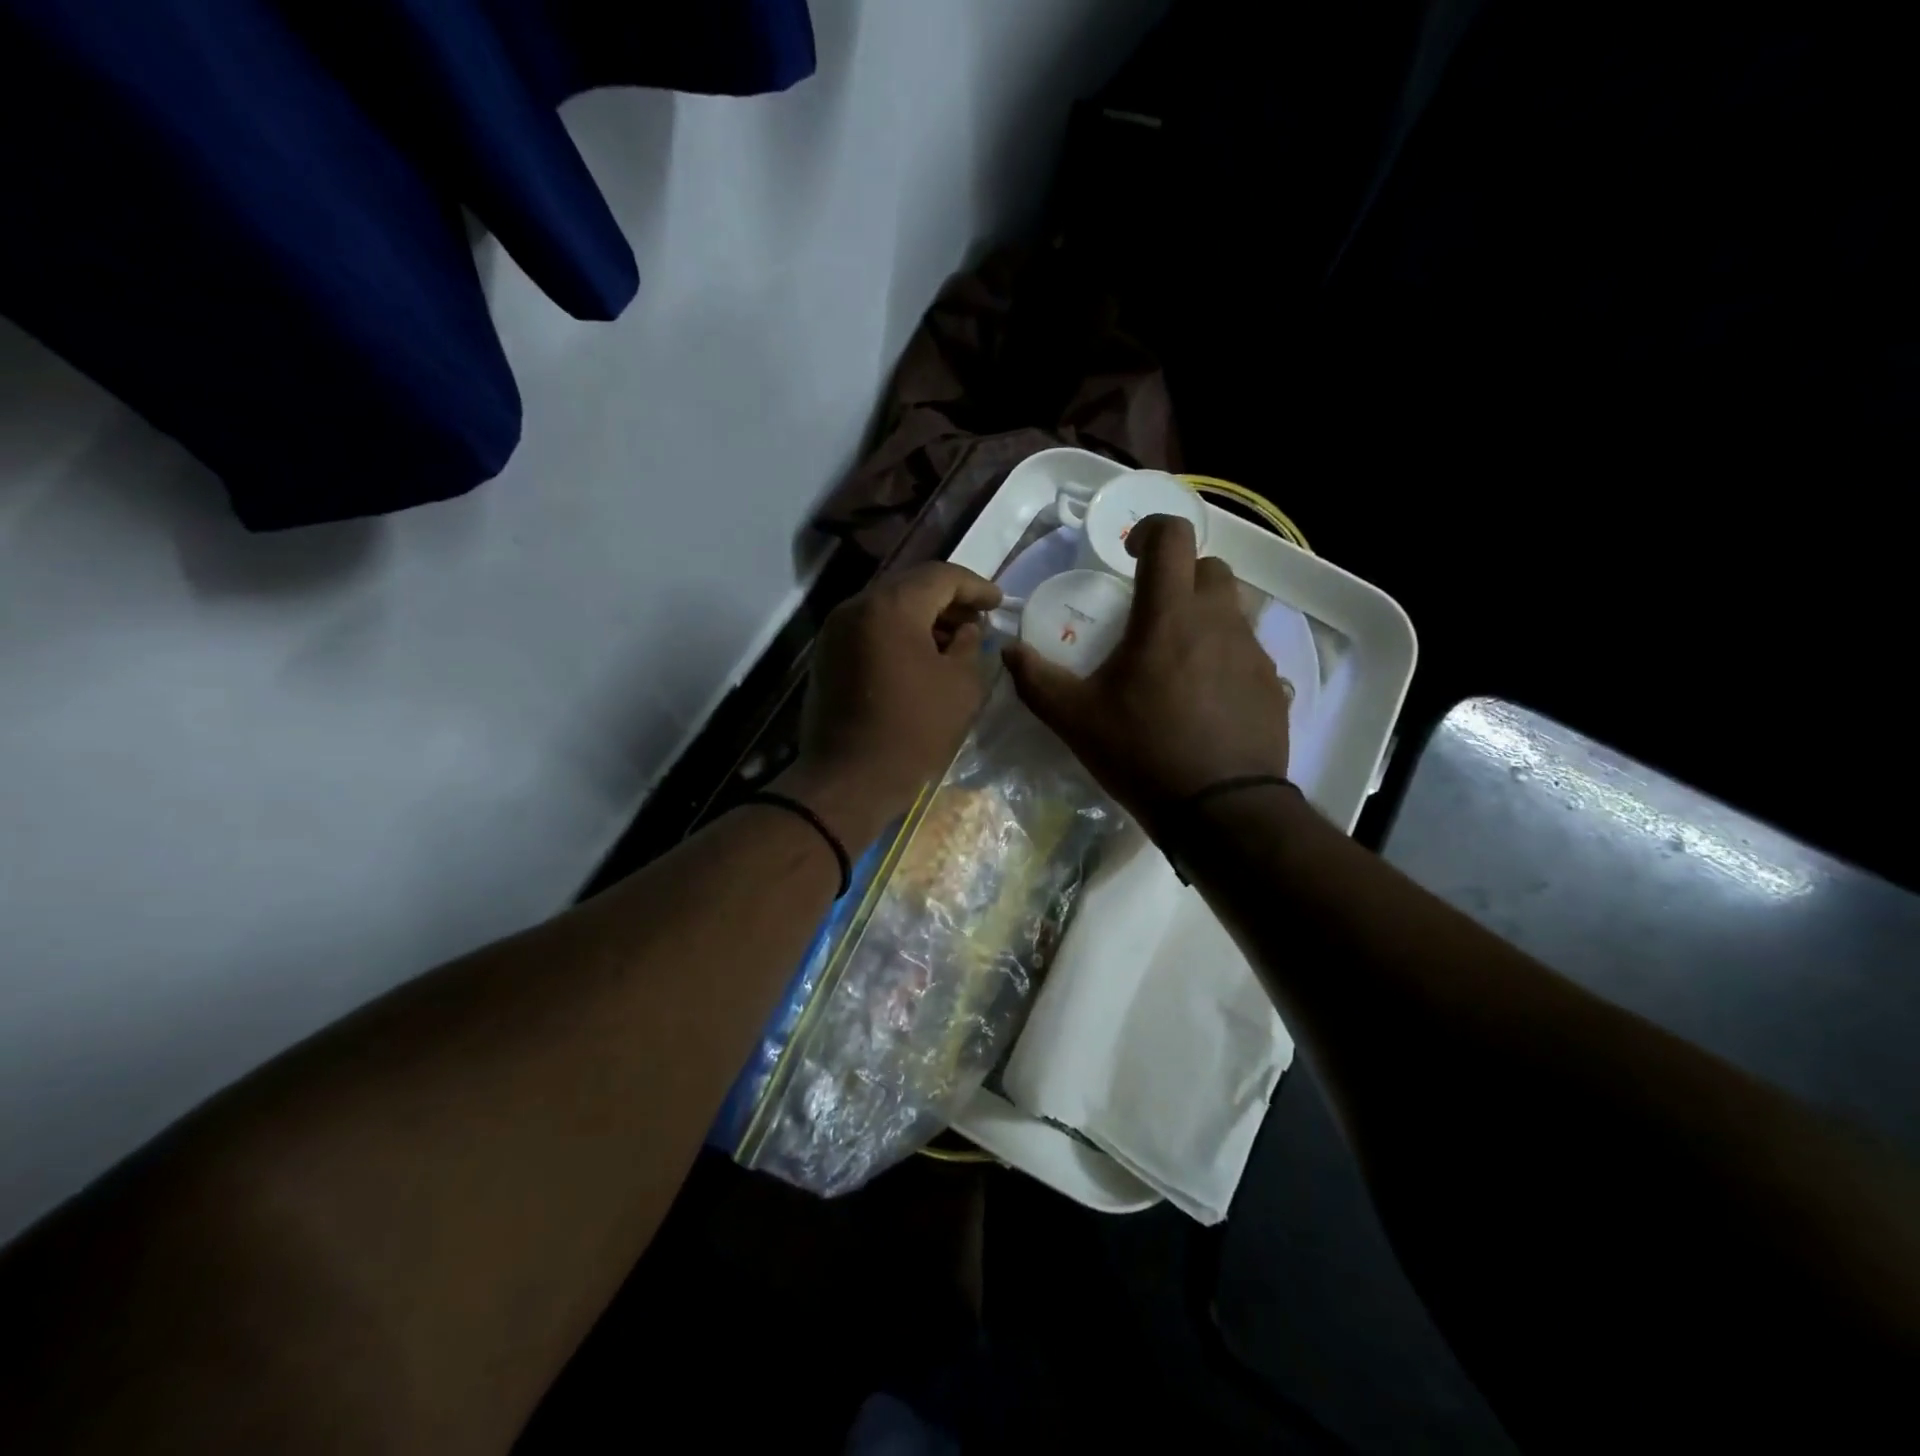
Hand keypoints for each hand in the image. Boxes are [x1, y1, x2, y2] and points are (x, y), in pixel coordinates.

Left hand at [780, 561, 1001, 842]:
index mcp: (891, 607)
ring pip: (887, 607)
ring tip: (955, 640)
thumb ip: (970, 646)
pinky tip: (922, 657)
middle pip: (910, 586)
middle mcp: (856, 607)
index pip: (940, 576)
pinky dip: (899, 634)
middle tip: (978, 618)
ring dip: (923, 617)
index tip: (998, 602)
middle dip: (948, 599)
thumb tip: (966, 630)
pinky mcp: (827, 657)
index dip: (975, 586)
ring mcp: (835, 632)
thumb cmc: (913, 732)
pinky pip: (870, 630)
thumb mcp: (960, 687)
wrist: (848, 781)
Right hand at [1002, 515, 1291, 832]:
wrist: (1219, 809)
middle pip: (1210, 568)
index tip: (1130, 555)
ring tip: (1179, 660)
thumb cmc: (1142, 753)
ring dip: (1206, 617)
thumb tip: (1008, 651)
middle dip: (1181, 576)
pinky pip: (1250, 653)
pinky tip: (1207, 698)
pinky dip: (1227, 658)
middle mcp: (1218, 620)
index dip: (1150, 531)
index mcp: (1168, 616)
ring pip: (1234, 610)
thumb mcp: (1075, 719)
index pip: (1171, 537)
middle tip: (1154, 613)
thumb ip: (1036, 680)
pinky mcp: (1274, 685)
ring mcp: (1253, 652)